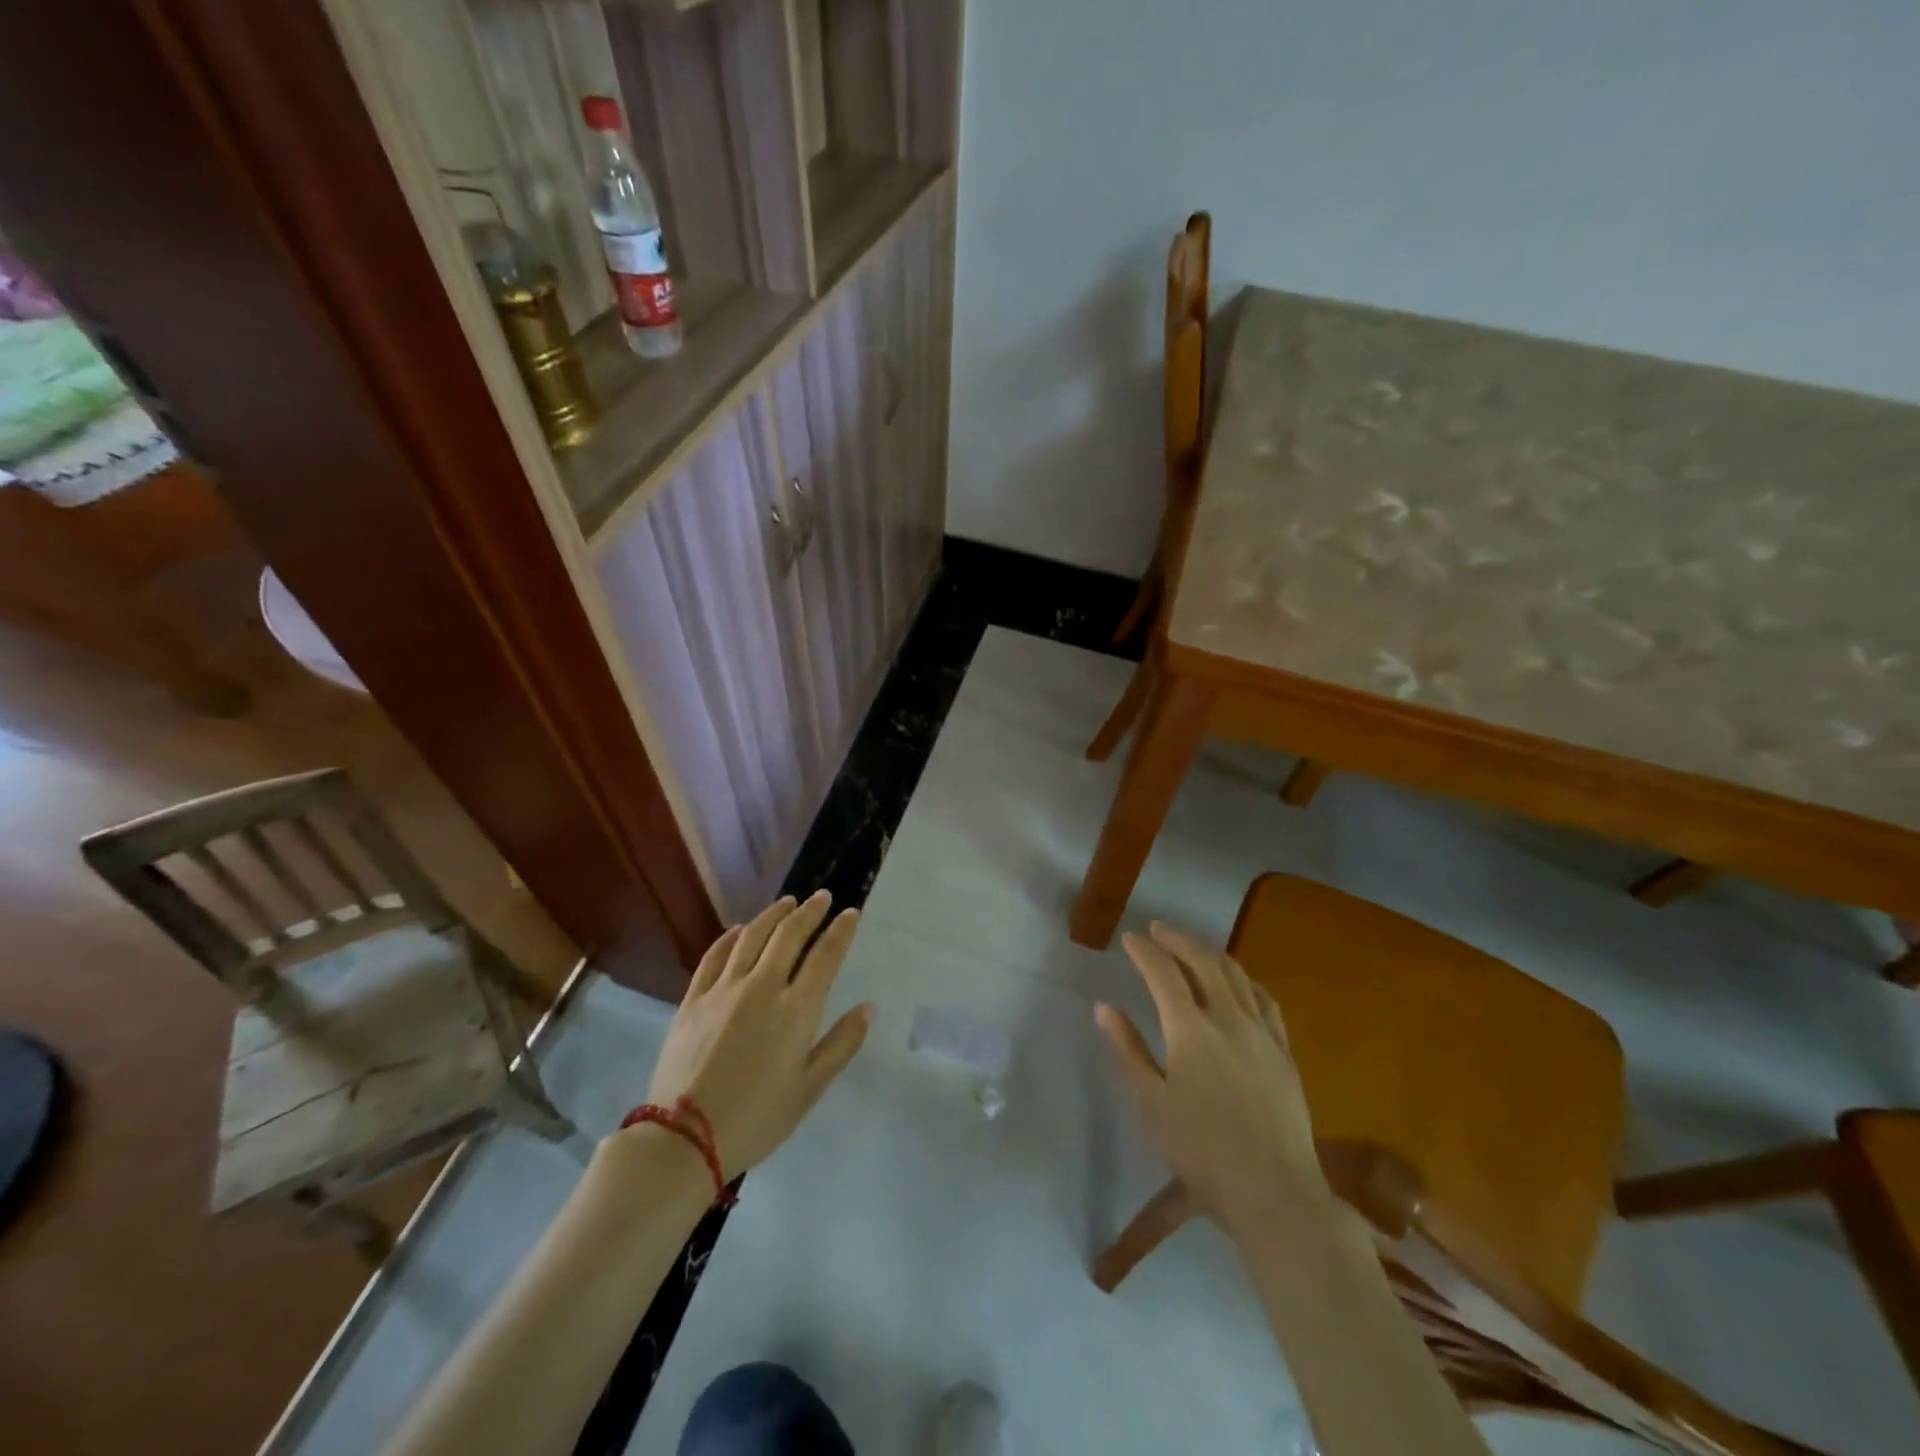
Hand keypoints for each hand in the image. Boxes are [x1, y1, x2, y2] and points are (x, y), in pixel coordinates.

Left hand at [633, 893, 873, 1179]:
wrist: (685, 1139)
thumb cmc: (757, 1118)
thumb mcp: (810, 1089)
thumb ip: (841, 1044)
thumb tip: (868, 1008)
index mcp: (796, 1009)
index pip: (825, 956)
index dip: (840, 931)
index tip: (850, 913)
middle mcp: (762, 987)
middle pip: (789, 935)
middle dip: (809, 912)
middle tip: (822, 897)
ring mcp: (724, 990)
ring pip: (752, 936)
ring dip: (773, 915)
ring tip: (787, 902)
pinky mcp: (693, 999)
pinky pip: (714, 955)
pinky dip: (730, 937)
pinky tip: (739, 930)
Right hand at [1097, 922, 1328, 1233]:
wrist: (1275, 1192)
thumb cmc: (1201, 1151)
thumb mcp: (1151, 1104)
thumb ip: (1127, 1050)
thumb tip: (1104, 1008)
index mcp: (1190, 1030)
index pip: (1163, 973)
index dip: (1145, 951)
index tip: (1130, 938)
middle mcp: (1228, 1019)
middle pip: (1204, 961)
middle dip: (1178, 939)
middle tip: (1158, 930)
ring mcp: (1262, 1033)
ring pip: (1236, 975)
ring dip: (1210, 953)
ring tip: (1192, 948)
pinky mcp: (1284, 1052)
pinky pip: (1265, 1000)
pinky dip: (1245, 981)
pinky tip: (1239, 984)